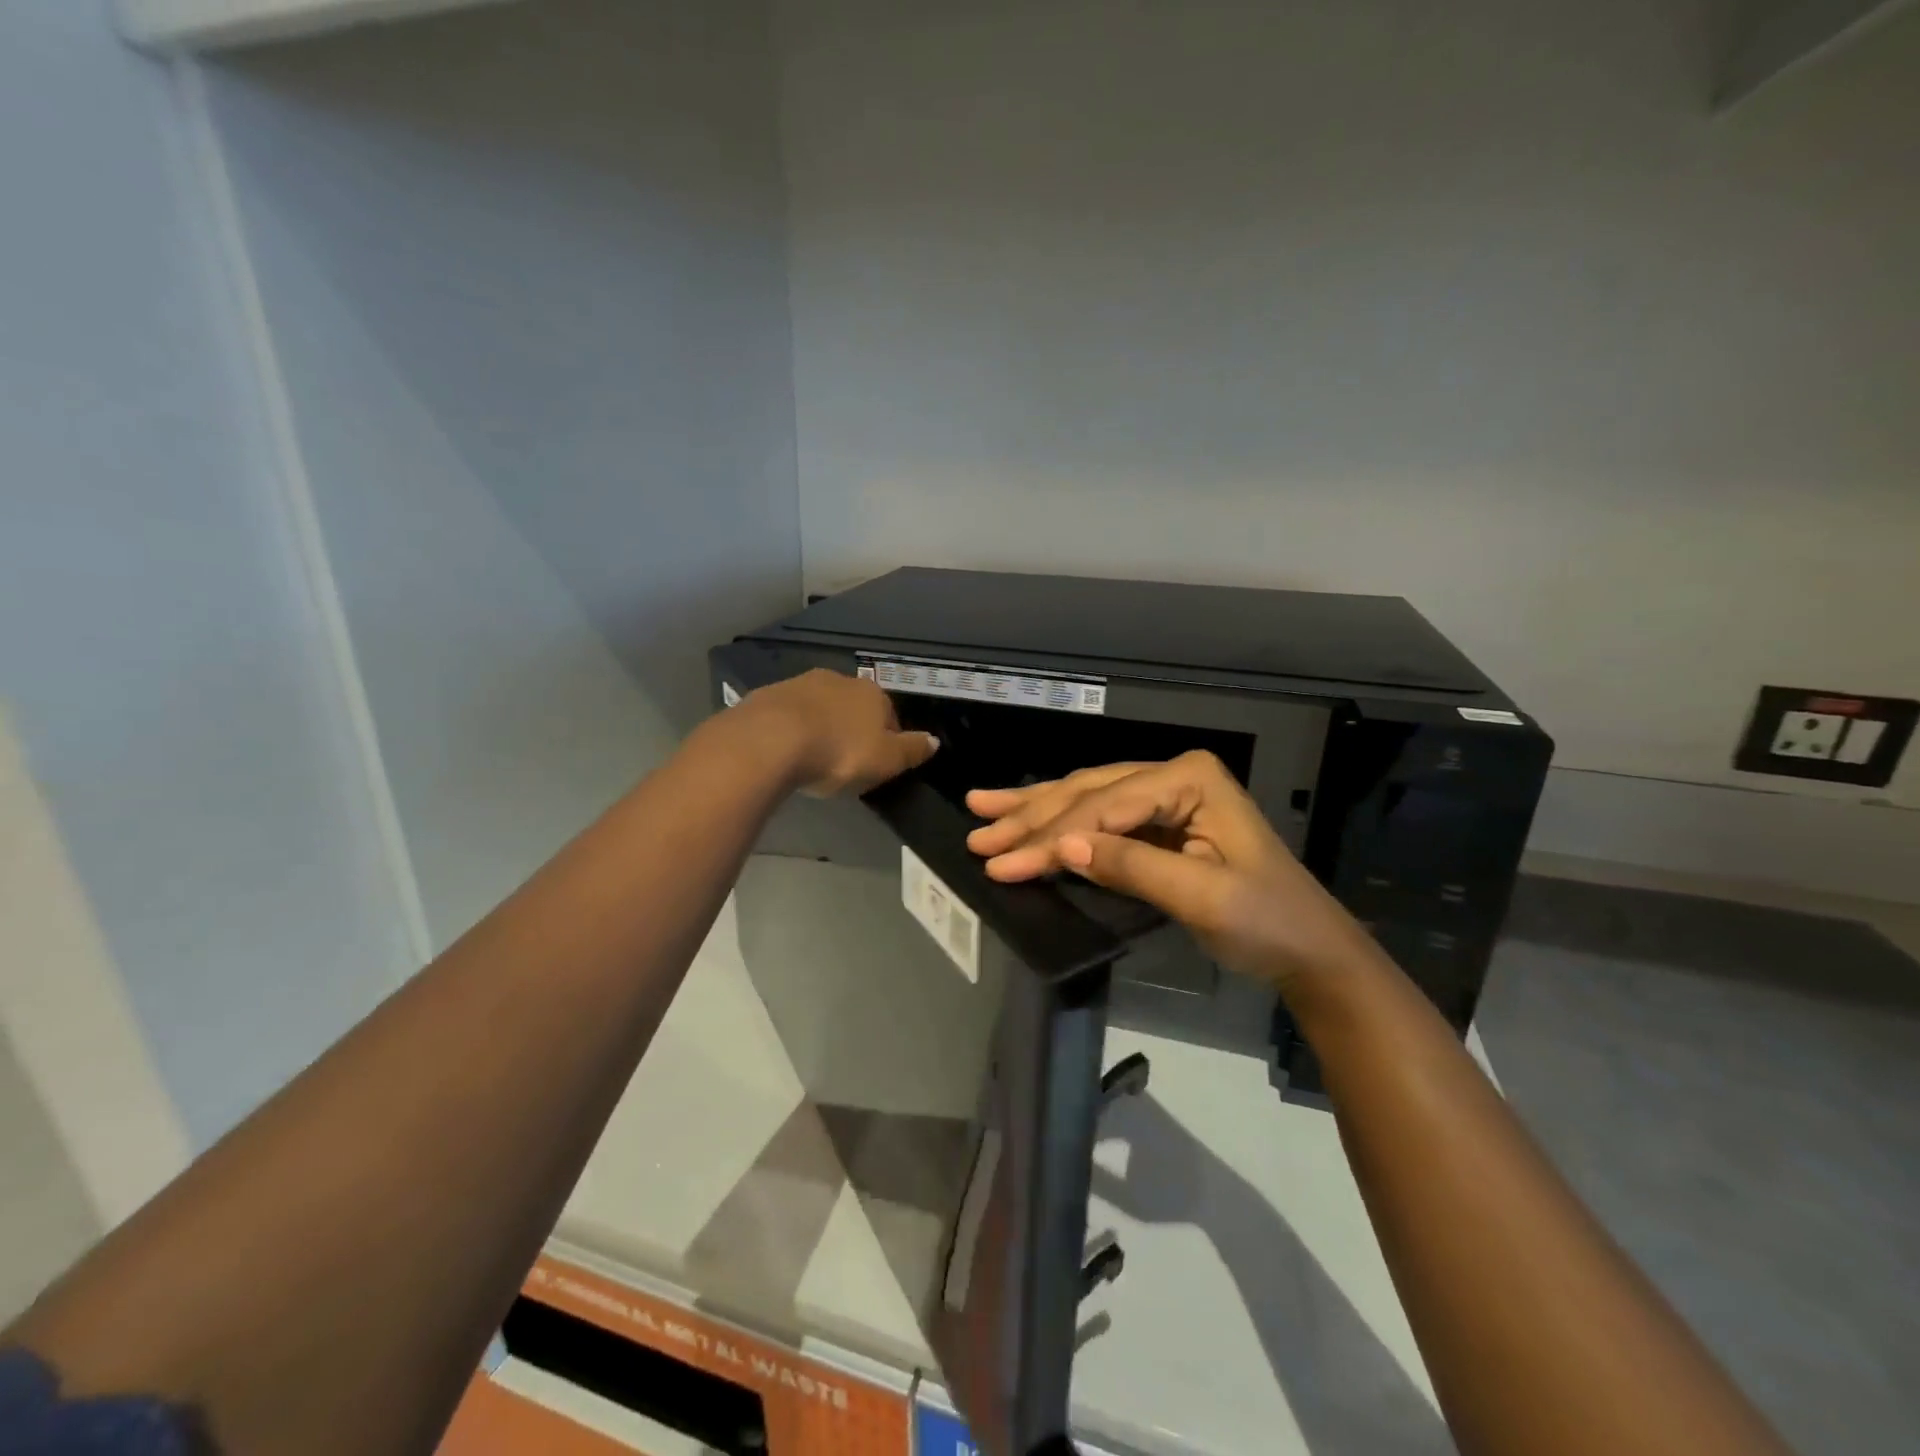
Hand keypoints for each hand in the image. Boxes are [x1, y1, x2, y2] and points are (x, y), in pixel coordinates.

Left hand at [743, 669, 938, 796]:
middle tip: (845, 761)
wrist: (770, 740)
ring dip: (822, 726)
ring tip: (815, 758)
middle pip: (854, 708)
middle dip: (852, 730)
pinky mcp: (769, 695)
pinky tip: (787, 751)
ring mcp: (802, 684)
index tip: (876, 764)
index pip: (890, 716)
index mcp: (873, 694)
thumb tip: (935, 740)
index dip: (887, 740)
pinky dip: (792, 729)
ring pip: (821, 707)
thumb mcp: (886, 760)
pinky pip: (790, 715)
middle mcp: (840, 680)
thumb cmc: (839, 752)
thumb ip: (913, 750)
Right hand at [965, 751, 1379, 993]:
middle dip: (1030, 815)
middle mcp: (1172, 775)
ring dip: (1033, 808)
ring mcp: (1163, 795)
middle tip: (977, 833)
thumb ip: (1132, 865)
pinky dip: (1058, 822)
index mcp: (1189, 779)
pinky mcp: (1155, 822)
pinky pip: (1097, 817)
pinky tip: (1025, 816)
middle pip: (1087, 792)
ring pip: (1085, 797)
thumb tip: (1062, 845)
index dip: (1050, 835)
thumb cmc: (1266, 922)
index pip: (1104, 806)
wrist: (1308, 949)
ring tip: (981, 808)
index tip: (1001, 862)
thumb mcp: (1202, 897)